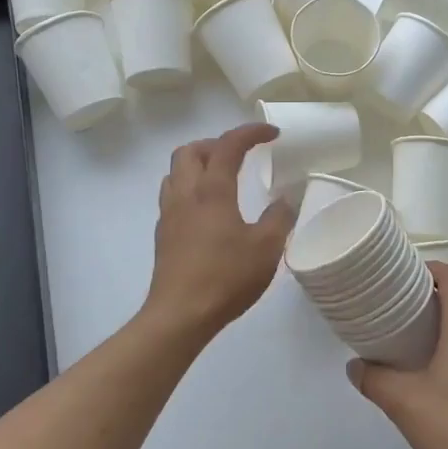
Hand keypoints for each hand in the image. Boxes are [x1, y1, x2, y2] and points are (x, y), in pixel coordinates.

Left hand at [143, 124, 295, 340]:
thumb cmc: (226, 278)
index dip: (251, 132)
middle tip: (240, 155)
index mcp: (212, 191)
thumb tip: (284, 201)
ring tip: (222, 178)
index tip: (272, 134)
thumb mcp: (266, 248)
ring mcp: (169, 215)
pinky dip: (190, 189)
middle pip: (190, 150)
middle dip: (216, 144)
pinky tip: (208, 211)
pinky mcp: (163, 235)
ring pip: (175, 172)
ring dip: (198, 164)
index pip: (228, 145)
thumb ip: (279, 219)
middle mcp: (186, 195)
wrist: (179, 316)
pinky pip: (172, 196)